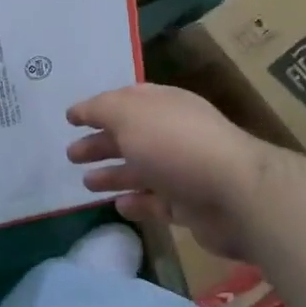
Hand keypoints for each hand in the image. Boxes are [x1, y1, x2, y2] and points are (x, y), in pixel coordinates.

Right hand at [66, 84, 271, 259]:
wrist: (235, 194)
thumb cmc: (175, 144)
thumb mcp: (128, 115)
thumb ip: (100, 110)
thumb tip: (80, 110)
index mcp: (161, 105)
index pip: (124, 101)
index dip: (96, 108)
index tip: (70, 119)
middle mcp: (171, 133)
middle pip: (128, 136)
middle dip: (99, 143)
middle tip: (70, 155)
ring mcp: (182, 170)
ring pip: (140, 170)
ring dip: (113, 175)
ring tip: (85, 183)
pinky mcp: (190, 204)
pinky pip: (156, 202)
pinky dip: (136, 203)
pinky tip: (118, 206)